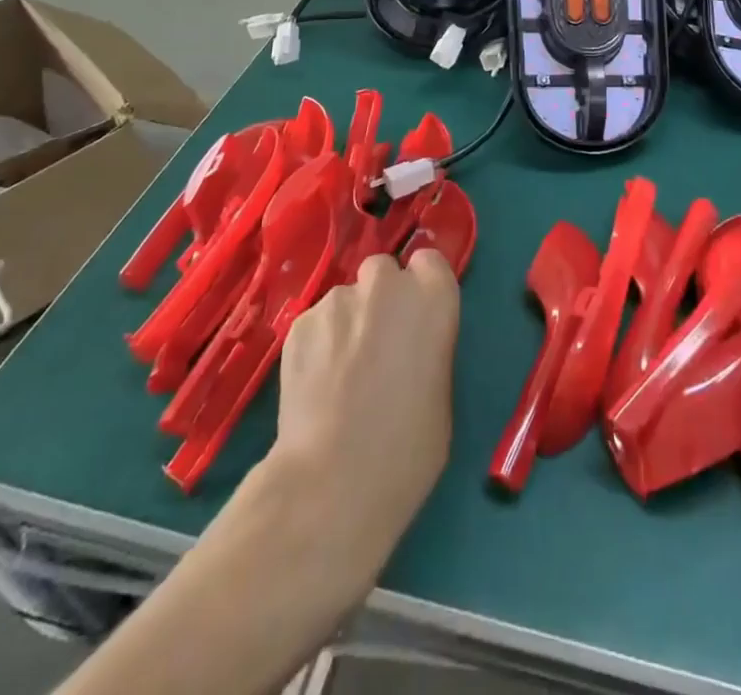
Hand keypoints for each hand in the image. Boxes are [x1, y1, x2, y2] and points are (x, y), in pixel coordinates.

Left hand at [270, 249, 460, 577]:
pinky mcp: (299, 324)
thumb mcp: (442, 392)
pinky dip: (318, 344)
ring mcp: (337, 300)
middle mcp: (386, 285)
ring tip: (339, 375)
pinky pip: (316, 324)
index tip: (416, 319)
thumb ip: (428, 349)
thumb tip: (409, 349)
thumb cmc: (408, 447)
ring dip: (347, 324)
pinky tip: (315, 386)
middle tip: (377, 344)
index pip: (429, 262)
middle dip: (381, 299)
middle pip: (383, 272)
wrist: (333, 480)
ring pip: (345, 299)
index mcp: (432, 296)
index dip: (421, 288)